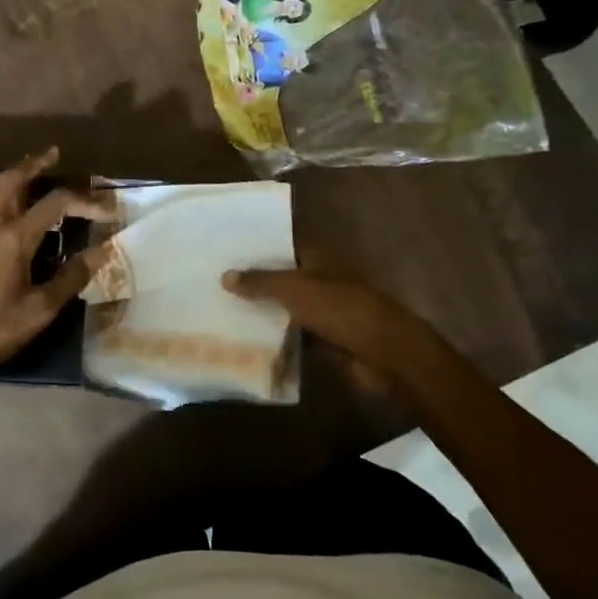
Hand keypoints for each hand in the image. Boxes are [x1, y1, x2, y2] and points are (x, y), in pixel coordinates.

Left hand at [0, 148, 109, 384]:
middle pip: (14, 180)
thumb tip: (101, 252)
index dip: (86, 203)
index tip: (109, 213)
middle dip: (36, 164)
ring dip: (18, 177)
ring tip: (34, 170)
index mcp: (15, 236)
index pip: (56, 203)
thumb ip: (70, 278)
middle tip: (55, 154)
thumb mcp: (39, 309)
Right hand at [222, 267, 445, 373]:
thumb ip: (260, 282)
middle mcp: (320, 281)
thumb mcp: (294, 289)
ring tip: (219, 308)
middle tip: (213, 279)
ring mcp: (323, 311)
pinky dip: (274, 338)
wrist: (384, 354)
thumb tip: (225, 276)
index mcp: (318, 259)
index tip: (225, 247)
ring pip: (285, 308)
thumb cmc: (340, 309)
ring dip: (261, 311)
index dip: (257, 245)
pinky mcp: (324, 341)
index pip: (284, 244)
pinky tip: (243, 339)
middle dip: (253, 280)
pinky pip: (292, 336)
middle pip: (282, 277)